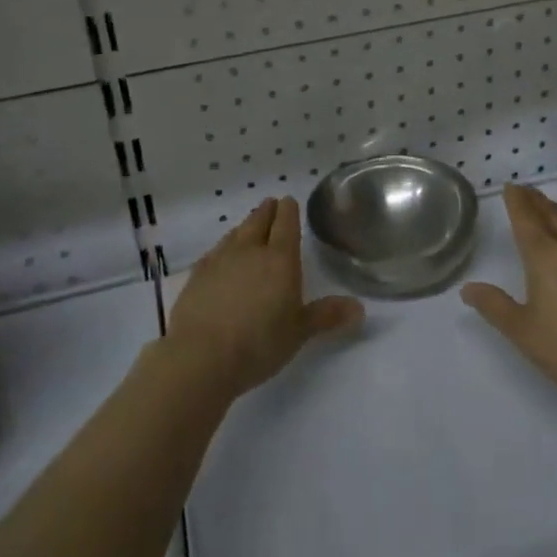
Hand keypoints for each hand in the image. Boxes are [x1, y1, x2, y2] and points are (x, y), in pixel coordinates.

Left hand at [167, 197, 363, 396]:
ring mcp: (220, 260)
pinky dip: (223, 247)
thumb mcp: (299, 332)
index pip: (286, 224)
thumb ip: (327, 315)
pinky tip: (221, 256)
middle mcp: (250, 250)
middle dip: (267, 211)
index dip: (288, 210)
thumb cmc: (259, 343)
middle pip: (258, 221)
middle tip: (271, 204)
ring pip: (235, 233)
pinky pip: (215, 251)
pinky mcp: (197, 275)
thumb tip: (360, 308)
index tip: (289, 201)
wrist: (201, 356)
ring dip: (244, 226)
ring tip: (249, 226)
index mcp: (280, 259)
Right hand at [461, 185, 556, 410]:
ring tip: (550, 208)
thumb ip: (494, 305)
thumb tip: (468, 288)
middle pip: (553, 213)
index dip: (517, 200)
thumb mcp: (522, 332)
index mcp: (545, 255)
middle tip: (526, 191)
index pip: (527, 217)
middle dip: (537, 200)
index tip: (511, 187)